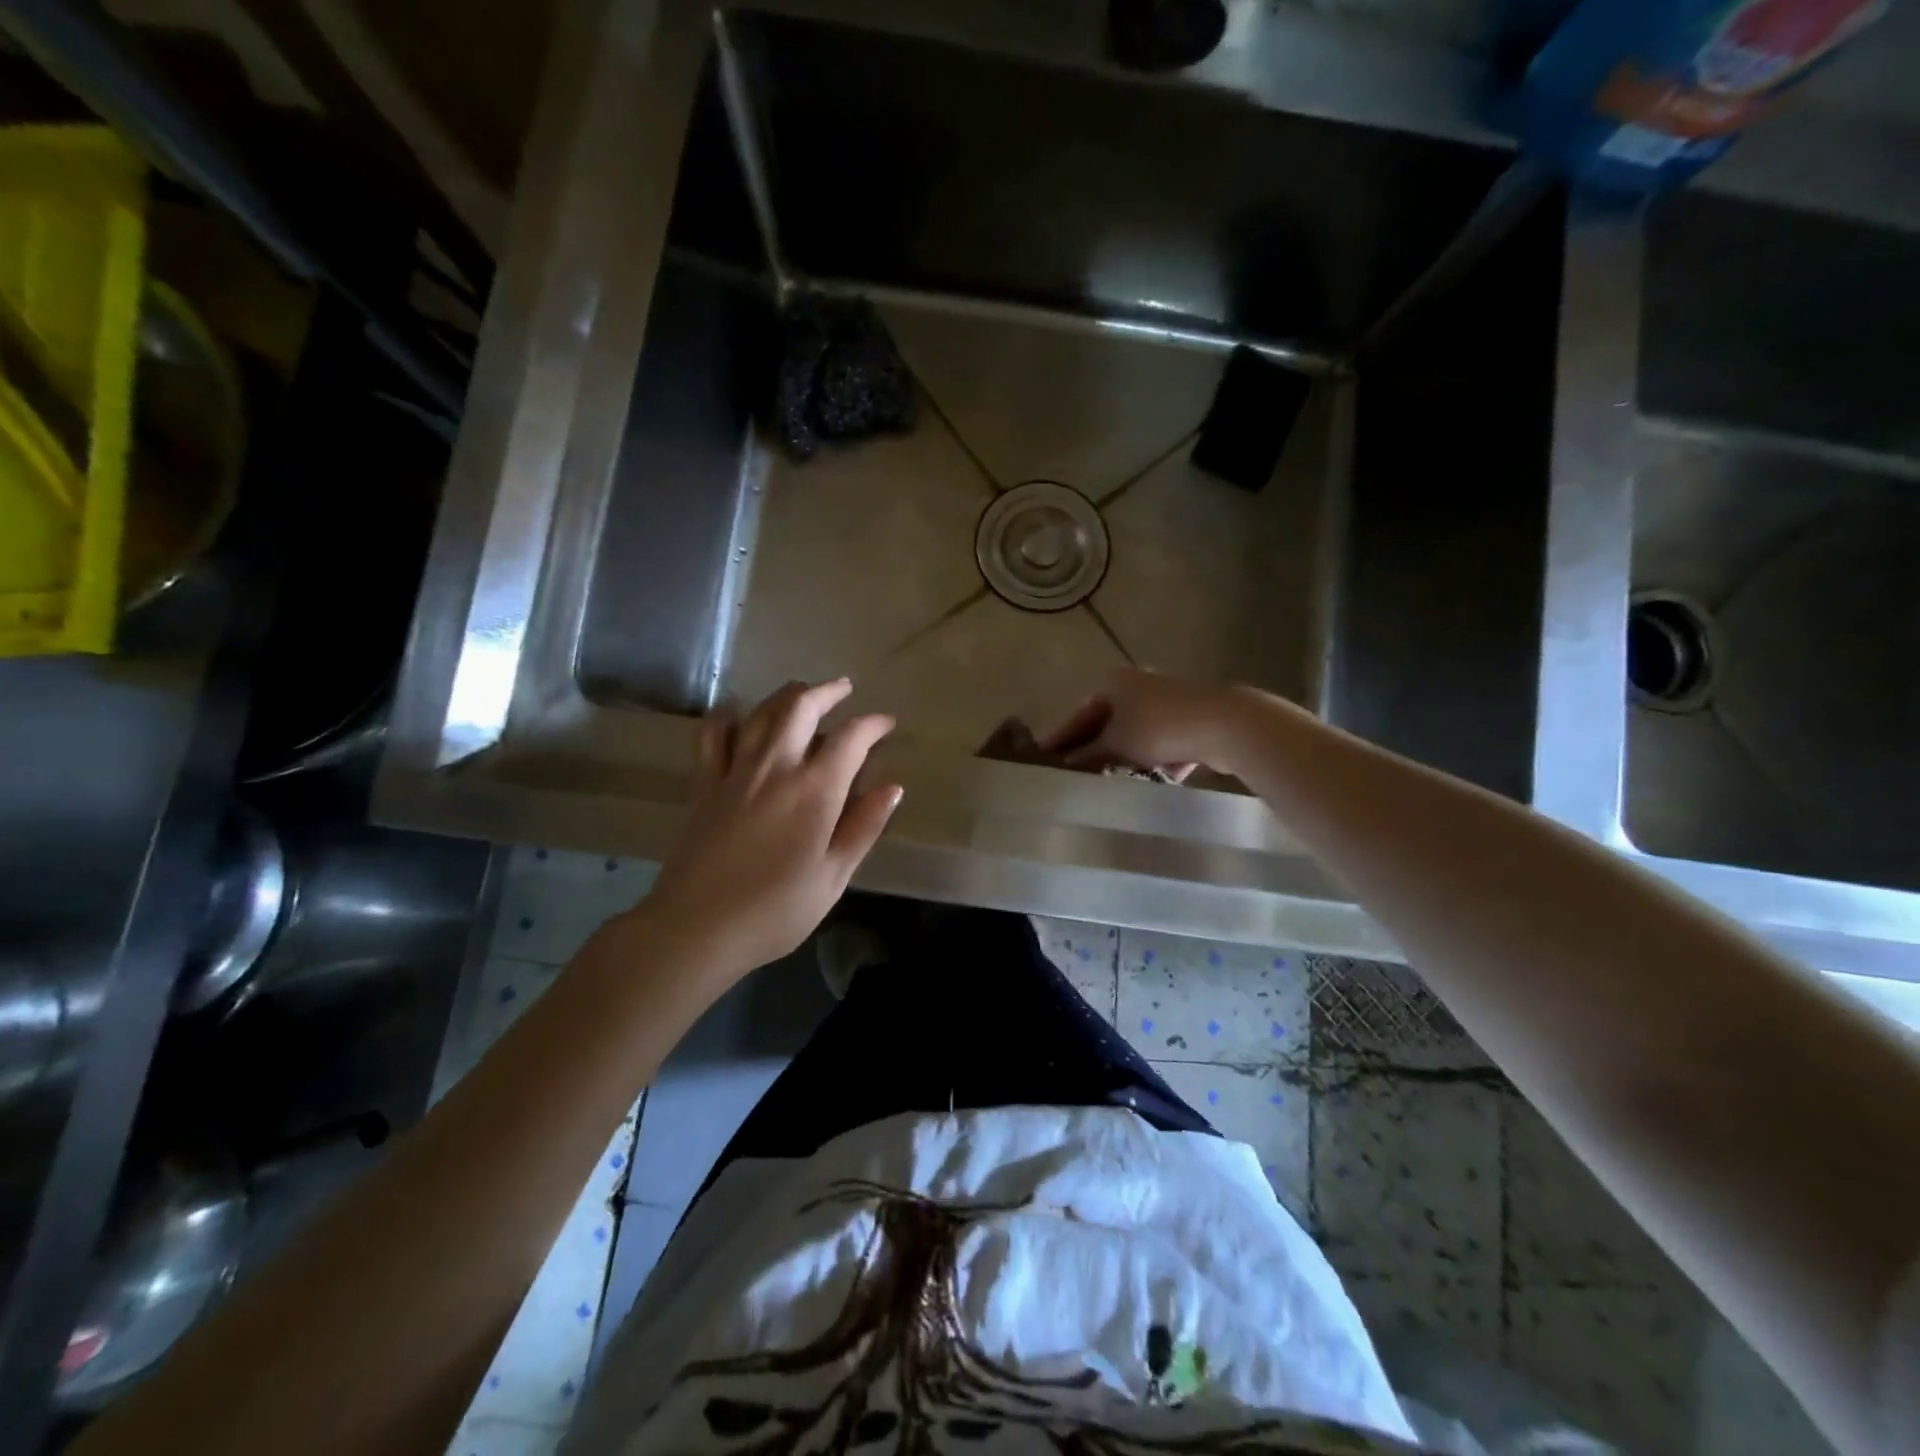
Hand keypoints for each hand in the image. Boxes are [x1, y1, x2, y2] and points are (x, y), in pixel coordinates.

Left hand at [640, 679, 901, 976]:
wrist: (696, 928)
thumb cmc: (775, 910)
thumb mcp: (833, 877)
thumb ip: (863, 827)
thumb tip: (892, 787)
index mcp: (814, 791)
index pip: (851, 739)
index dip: (873, 725)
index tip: (886, 724)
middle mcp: (775, 767)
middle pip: (801, 708)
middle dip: (827, 692)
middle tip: (843, 689)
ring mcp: (734, 771)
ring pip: (760, 712)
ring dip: (785, 695)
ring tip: (801, 692)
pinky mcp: (704, 784)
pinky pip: (712, 734)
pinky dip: (728, 717)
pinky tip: (738, 717)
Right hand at [1040, 668, 1242, 777]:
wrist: (1224, 724)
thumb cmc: (1158, 728)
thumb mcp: (1116, 744)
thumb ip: (1089, 755)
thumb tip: (1067, 765)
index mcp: (1113, 683)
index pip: (1078, 714)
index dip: (1061, 737)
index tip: (1042, 756)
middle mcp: (1137, 686)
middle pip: (1106, 724)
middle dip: (1093, 750)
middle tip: (1073, 774)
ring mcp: (1165, 702)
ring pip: (1134, 735)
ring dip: (1123, 758)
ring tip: (1106, 783)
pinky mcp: (1189, 720)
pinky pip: (1160, 744)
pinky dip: (1153, 760)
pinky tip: (1146, 781)